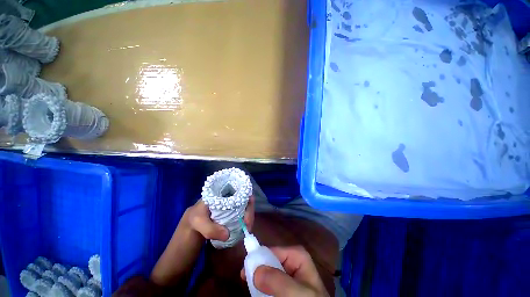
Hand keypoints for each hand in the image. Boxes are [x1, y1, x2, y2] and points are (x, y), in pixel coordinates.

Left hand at [184, 195, 254, 240]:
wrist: (193, 223)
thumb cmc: (195, 217)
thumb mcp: (198, 222)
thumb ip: (210, 229)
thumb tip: (228, 234)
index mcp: (223, 191)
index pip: (240, 188)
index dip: (247, 197)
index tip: (247, 211)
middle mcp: (231, 194)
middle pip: (246, 198)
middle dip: (250, 210)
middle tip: (248, 225)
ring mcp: (233, 203)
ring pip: (246, 206)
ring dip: (249, 216)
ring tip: (247, 228)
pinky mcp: (233, 211)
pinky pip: (243, 213)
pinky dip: (246, 219)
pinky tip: (245, 228)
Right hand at [241, 246, 328, 296]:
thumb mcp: (296, 292)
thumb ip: (277, 280)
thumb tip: (255, 271)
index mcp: (295, 254)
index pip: (271, 251)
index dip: (257, 260)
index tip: (244, 274)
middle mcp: (291, 259)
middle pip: (268, 261)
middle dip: (258, 272)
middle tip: (247, 283)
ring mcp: (288, 271)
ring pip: (267, 272)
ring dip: (259, 281)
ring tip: (254, 290)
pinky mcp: (285, 282)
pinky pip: (270, 281)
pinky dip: (264, 288)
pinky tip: (262, 292)